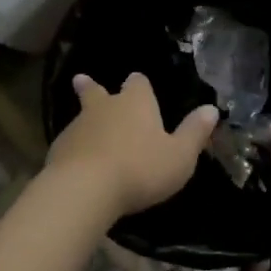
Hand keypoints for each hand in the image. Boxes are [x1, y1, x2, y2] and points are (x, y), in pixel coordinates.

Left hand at [46, 73, 218, 218]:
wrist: (85, 189)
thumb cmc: (140, 169)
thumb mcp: (179, 156)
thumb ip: (194, 132)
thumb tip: (211, 109)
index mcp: (135, 102)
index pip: (138, 82)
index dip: (140, 85)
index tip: (139, 86)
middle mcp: (104, 107)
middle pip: (96, 90)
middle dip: (92, 87)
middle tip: (82, 80)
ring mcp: (77, 126)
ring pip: (82, 117)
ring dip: (86, 122)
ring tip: (88, 131)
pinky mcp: (58, 150)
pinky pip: (70, 143)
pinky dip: (75, 148)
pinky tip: (78, 162)